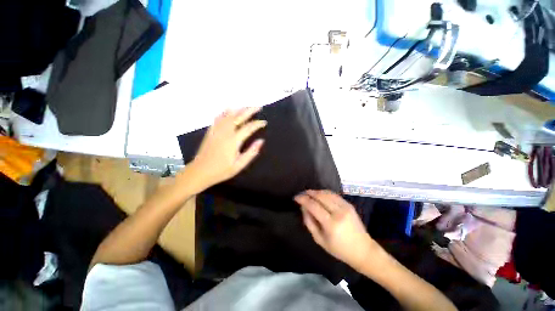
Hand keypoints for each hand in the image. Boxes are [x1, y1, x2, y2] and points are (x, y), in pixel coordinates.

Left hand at [187, 107, 265, 191]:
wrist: (200, 172)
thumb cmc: (221, 170)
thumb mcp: (239, 165)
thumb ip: (251, 152)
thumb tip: (261, 141)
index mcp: (234, 141)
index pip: (248, 128)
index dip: (257, 124)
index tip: (264, 122)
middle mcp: (225, 132)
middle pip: (238, 117)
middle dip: (249, 111)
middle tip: (258, 107)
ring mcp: (216, 131)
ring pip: (228, 115)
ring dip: (238, 109)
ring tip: (246, 106)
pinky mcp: (210, 132)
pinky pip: (217, 118)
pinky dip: (224, 112)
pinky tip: (227, 110)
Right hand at [294, 190, 376, 270]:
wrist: (363, 250)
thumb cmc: (339, 249)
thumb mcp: (319, 240)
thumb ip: (309, 222)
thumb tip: (303, 207)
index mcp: (331, 224)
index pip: (313, 206)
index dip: (303, 199)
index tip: (296, 197)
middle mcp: (339, 212)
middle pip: (320, 196)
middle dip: (308, 193)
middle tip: (301, 194)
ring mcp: (345, 207)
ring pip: (327, 193)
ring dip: (316, 191)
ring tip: (308, 193)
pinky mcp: (349, 204)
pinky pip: (334, 194)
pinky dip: (324, 192)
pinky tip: (319, 194)